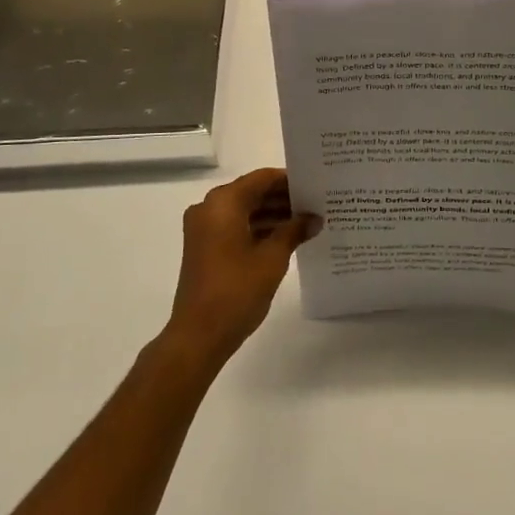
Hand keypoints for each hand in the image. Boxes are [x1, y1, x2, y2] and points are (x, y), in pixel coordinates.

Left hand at [165, 168, 319, 366]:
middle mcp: (209, 208)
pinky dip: (258, 229)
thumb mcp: (273, 258)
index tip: (315, 185)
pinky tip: (286, 238)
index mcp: (223, 203)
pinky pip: (235, 227)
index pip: (262, 178)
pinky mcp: (204, 248)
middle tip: (316, 204)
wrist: (198, 335)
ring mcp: (204, 229)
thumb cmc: (237, 290)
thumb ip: (294, 231)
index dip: (289, 180)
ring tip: (306, 222)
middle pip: (252, 193)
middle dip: (283, 198)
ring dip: (272, 215)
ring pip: (244, 211)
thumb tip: (314, 219)